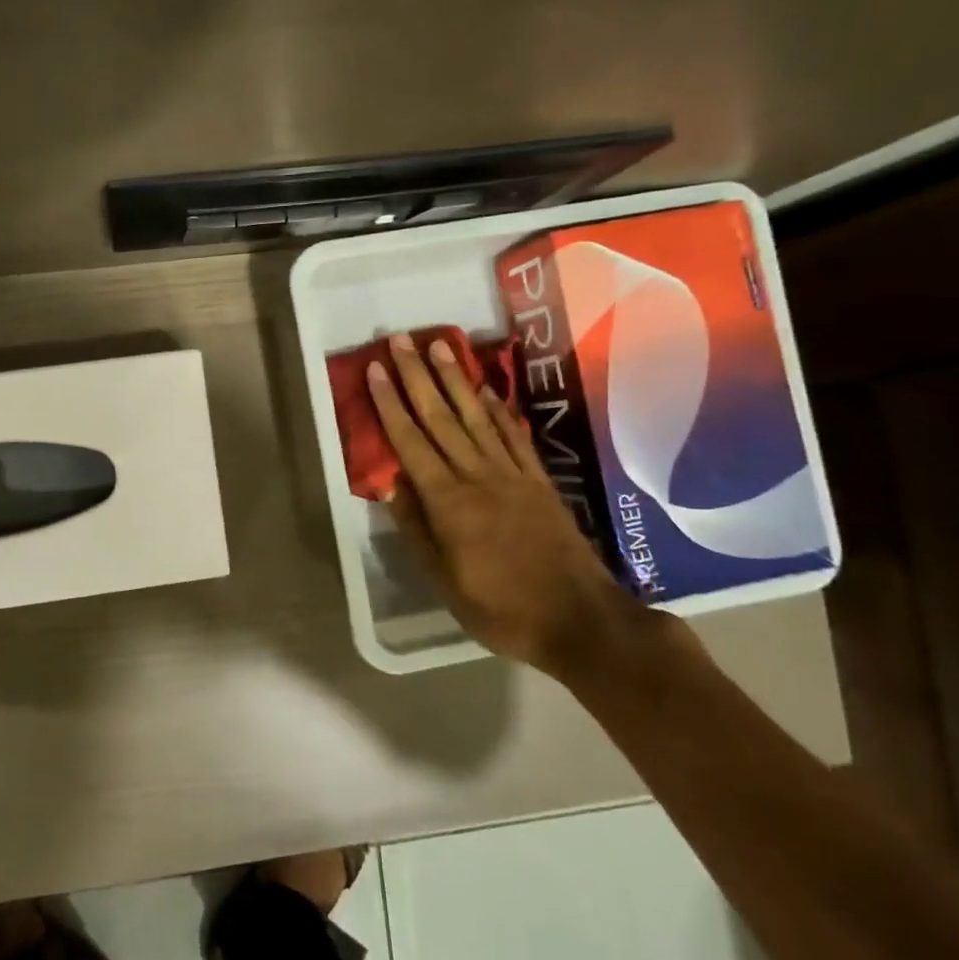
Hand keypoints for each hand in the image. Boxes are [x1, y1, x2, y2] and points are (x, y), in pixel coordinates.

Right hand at [366, 333, 645, 674]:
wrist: (581, 621)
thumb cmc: (502, 610)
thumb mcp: (445, 582)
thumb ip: (417, 530)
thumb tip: (392, 485)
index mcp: (449, 503)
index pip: (411, 443)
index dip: (391, 405)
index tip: (376, 370)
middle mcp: (479, 477)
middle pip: (441, 418)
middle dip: (418, 376)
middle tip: (401, 339)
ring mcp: (513, 476)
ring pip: (477, 417)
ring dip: (456, 380)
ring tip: (440, 346)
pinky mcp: (540, 482)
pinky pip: (513, 437)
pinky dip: (498, 410)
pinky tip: (487, 389)